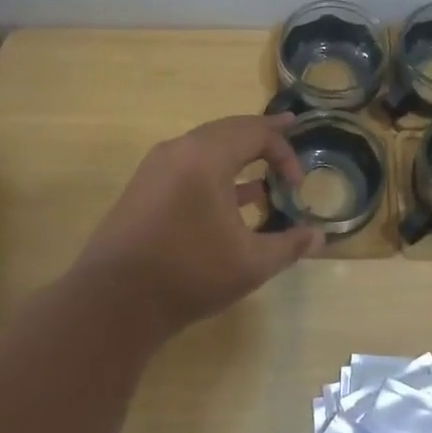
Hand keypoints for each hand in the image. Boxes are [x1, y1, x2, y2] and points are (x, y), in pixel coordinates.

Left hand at [77, 113, 322, 337]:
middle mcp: (179, 150)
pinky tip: (231, 200)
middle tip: (288, 130)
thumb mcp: (250, 263)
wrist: (113, 303)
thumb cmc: (189, 274)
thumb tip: (318, 236)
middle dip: (261, 136)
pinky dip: (214, 172)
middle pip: (229, 130)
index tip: (296, 186)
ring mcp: (156, 168)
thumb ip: (288, 245)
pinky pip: (187, 166)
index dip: (284, 153)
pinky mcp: (143, 189)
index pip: (257, 133)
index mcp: (207, 156)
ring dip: (237, 156)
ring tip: (263, 174)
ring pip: (206, 147)